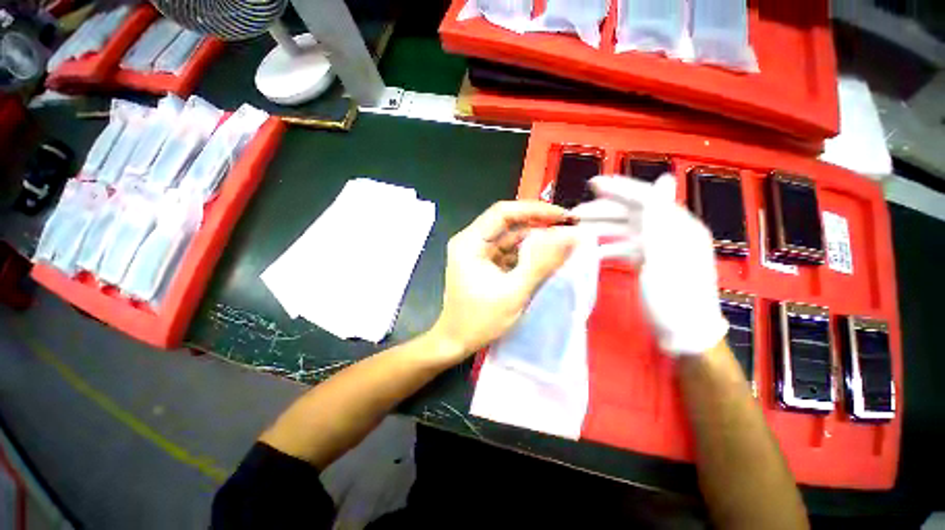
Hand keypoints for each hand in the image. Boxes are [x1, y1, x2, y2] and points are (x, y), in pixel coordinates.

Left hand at [430, 201, 576, 362]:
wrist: (455, 342)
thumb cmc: (480, 320)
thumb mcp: (514, 292)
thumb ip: (542, 262)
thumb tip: (571, 235)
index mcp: (470, 242)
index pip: (504, 212)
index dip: (536, 210)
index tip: (564, 217)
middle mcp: (471, 241)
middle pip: (507, 222)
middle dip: (538, 223)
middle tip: (569, 227)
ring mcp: (476, 252)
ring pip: (509, 237)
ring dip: (534, 239)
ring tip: (563, 242)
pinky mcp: (483, 263)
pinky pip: (508, 251)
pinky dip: (526, 254)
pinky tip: (545, 257)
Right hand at [573, 175, 727, 354]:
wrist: (683, 333)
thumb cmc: (674, 296)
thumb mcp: (666, 256)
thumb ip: (661, 217)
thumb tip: (665, 178)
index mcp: (677, 226)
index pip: (646, 197)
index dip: (619, 188)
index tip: (592, 184)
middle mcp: (668, 232)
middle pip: (631, 213)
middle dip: (602, 211)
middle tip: (574, 215)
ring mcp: (657, 248)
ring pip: (624, 230)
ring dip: (601, 228)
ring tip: (577, 232)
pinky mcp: (648, 262)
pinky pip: (624, 247)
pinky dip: (607, 247)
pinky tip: (592, 251)